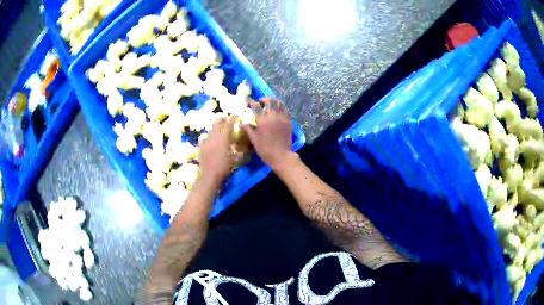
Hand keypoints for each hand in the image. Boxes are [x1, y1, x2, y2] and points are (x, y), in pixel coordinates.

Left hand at [198, 116, 236, 184]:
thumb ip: (234, 147)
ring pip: (210, 130)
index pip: (227, 126)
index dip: (232, 119)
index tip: (235, 115)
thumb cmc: (224, 168)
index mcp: (222, 140)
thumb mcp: (234, 158)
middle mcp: (213, 138)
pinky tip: (208, 138)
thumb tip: (236, 141)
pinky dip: (208, 136)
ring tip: (218, 126)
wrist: (209, 176)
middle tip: (226, 118)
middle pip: (217, 125)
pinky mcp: (201, 148)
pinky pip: (204, 138)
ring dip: (215, 127)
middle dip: (222, 120)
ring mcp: (206, 142)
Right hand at [241, 97, 293, 171]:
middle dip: (264, 99)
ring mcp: (282, 118)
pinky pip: (285, 110)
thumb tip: (241, 123)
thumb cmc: (265, 149)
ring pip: (279, 103)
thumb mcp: (254, 139)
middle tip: (260, 102)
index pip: (256, 106)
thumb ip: (248, 129)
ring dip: (273, 102)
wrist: (281, 156)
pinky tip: (277, 111)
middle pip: (269, 101)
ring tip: (270, 105)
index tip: (248, 101)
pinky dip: (281, 108)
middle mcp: (273, 116)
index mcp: (263, 120)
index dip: (251, 102)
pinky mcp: (288, 121)